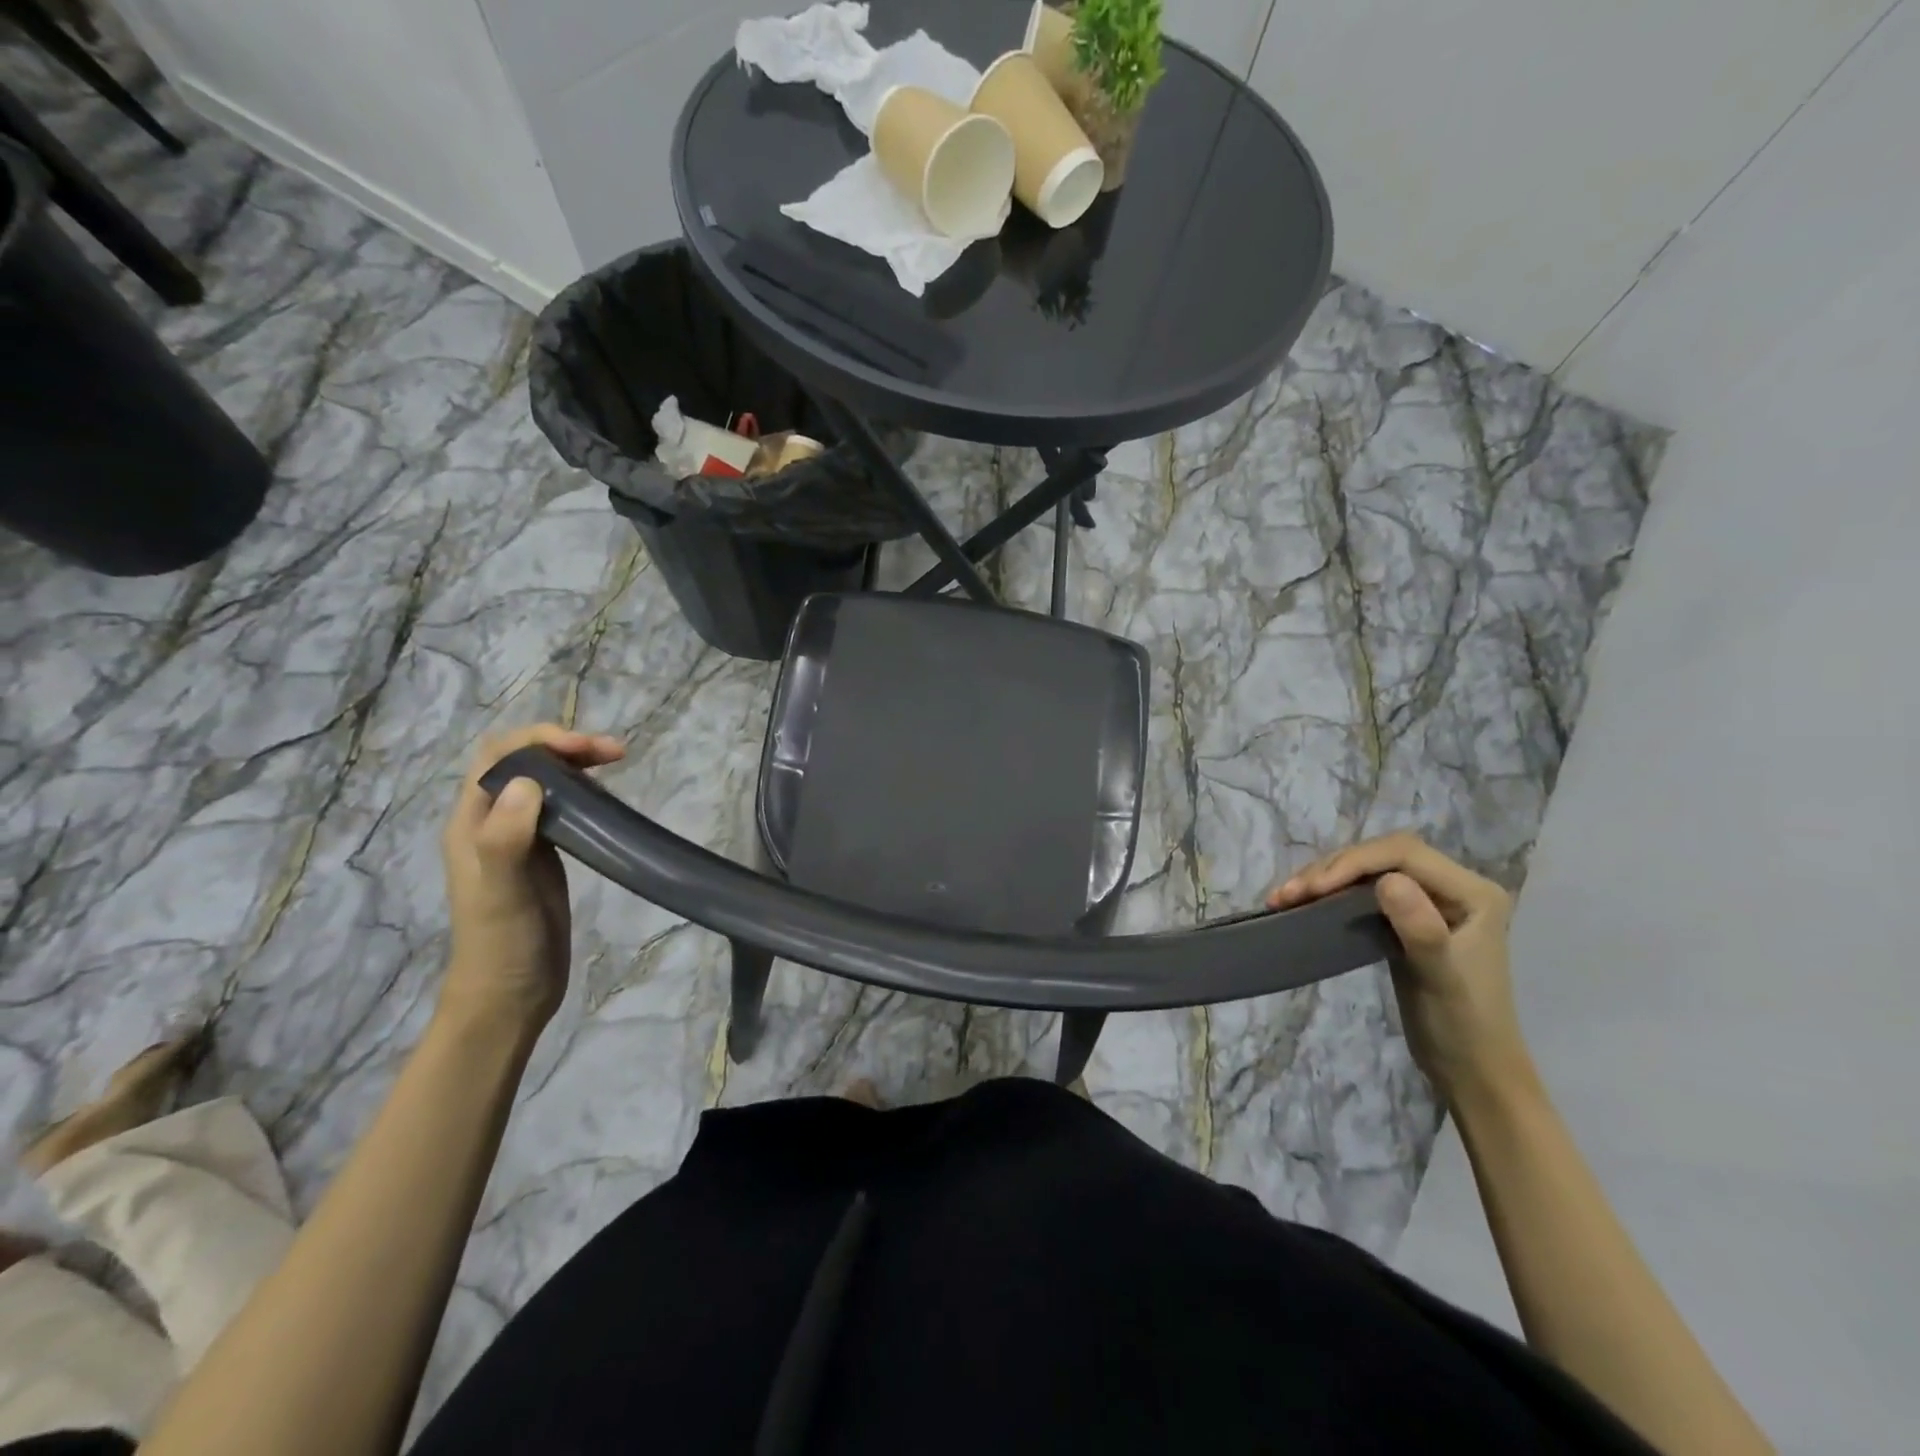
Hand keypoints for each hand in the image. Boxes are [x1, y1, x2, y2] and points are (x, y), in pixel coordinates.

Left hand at [439, 725, 624, 1035]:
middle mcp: (491, 822)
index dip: (540, 741)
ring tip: (615, 764)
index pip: (498, 756)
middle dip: (564, 745)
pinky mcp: (544, 855)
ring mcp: (519, 838)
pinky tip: (607, 799)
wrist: (510, 995)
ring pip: (544, 781)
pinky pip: (561, 807)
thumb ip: (505, 838)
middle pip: (523, 762)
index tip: (585, 749)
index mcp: (471, 822)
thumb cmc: (503, 944)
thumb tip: (530, 782)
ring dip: (576, 764)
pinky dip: (584, 791)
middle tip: (614, 753)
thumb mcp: (501, 893)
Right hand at [1268, 834, 1534, 1107]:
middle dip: (1332, 868)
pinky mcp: (1406, 918)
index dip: (1356, 862)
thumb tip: (1387, 881)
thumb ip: (1421, 929)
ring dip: (1324, 879)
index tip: (1314, 889)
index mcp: (1473, 892)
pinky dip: (1330, 895)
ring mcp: (1429, 902)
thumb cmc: (1462, 1026)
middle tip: (1288, 894)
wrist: (1471, 1071)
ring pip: (1368, 870)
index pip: (1404, 854)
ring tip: (1284, 898)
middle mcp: (1453, 887)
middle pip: (1382, 856)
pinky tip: (1303, 904)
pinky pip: (1362, 892)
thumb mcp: (1440, 979)